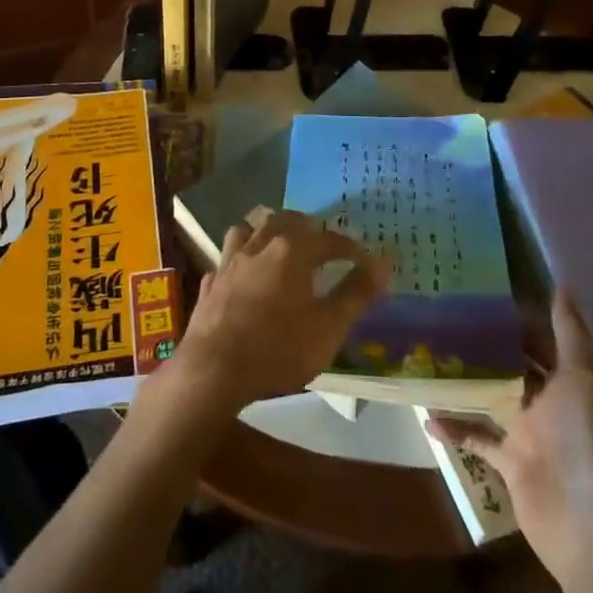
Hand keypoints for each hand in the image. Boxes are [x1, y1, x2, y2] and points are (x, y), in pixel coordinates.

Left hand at [169, 207, 388, 415]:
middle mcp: (259, 246)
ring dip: (267, 232)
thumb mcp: (328, 328)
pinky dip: (240, 260)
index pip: (328, 239)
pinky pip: (226, 259)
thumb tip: (383, 263)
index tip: (366, 261)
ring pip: (249, 230)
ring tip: (279, 246)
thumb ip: (356, 294)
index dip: (350, 248)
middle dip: (307, 228)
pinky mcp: (209, 282)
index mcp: (291, 251)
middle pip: (285, 221)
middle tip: (323, 243)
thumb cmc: (277, 349)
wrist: (213, 371)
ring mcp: (229, 262)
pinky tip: (243, 274)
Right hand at [430, 290, 592, 584]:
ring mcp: (530, 434)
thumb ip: (569, 332)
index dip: (524, 319)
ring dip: (471, 382)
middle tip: (452, 316)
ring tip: (435, 353)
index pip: (547, 342)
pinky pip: (478, 437)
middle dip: (492, 346)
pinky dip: (455, 427)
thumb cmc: (584, 438)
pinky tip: (426, 413)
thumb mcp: (581, 376)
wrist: (584, 521)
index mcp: (574, 382)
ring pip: (496, 398)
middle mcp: (554, 405)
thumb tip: (563, 283)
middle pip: (520, 368)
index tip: (487, 294)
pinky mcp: (510, 462)